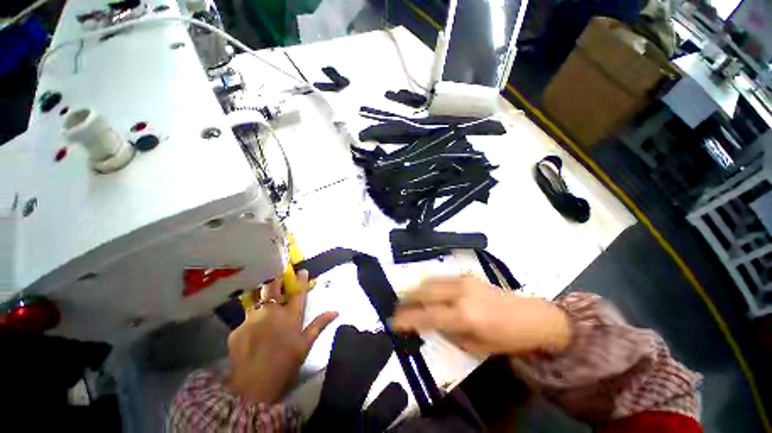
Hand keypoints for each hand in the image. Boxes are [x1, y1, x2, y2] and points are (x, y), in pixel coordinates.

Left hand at [227, 270, 337, 403]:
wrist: (252, 389)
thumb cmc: (285, 365)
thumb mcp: (305, 345)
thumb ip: (319, 325)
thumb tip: (336, 311)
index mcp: (290, 315)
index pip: (298, 291)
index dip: (300, 279)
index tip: (301, 271)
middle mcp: (271, 312)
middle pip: (272, 287)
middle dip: (275, 281)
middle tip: (277, 282)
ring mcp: (251, 319)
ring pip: (256, 301)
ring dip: (261, 301)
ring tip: (263, 308)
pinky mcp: (236, 330)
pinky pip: (245, 321)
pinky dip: (250, 323)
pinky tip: (251, 335)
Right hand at [392, 275, 569, 355]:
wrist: (531, 317)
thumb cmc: (505, 339)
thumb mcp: (475, 346)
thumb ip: (448, 332)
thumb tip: (430, 322)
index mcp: (464, 316)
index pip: (426, 315)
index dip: (407, 318)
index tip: (393, 321)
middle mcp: (460, 293)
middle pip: (424, 292)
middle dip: (407, 299)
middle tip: (396, 306)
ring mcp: (463, 280)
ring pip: (430, 281)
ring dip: (415, 289)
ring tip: (406, 297)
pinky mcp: (466, 274)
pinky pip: (440, 278)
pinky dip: (428, 284)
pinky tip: (424, 290)